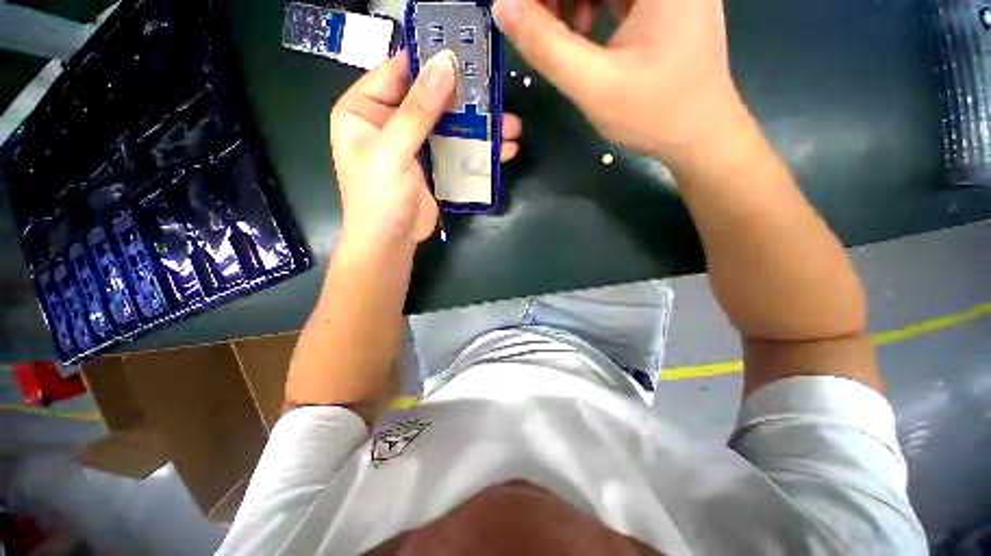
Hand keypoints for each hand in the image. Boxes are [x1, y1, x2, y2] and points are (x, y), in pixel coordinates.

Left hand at [330, 50, 522, 247]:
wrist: (391, 242)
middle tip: (497, 94)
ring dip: (480, 125)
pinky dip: (479, 148)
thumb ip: (417, 111)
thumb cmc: (379, 198)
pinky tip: (503, 149)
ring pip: (449, 124)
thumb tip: (445, 65)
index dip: (427, 61)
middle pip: (429, 98)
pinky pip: (457, 148)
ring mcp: (415, 144)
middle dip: (465, 98)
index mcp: (364, 110)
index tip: (463, 53)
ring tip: (512, 127)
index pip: (396, 72)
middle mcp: (389, 121)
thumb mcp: (392, 152)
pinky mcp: (434, 164)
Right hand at [493, 0, 745, 169]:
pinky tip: (583, 29)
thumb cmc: (653, 113)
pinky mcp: (667, 1)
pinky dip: (592, 1)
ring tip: (563, 31)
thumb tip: (503, 7)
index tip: (522, 11)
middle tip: (538, 22)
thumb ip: (546, 46)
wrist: (700, 135)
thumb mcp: (593, 84)